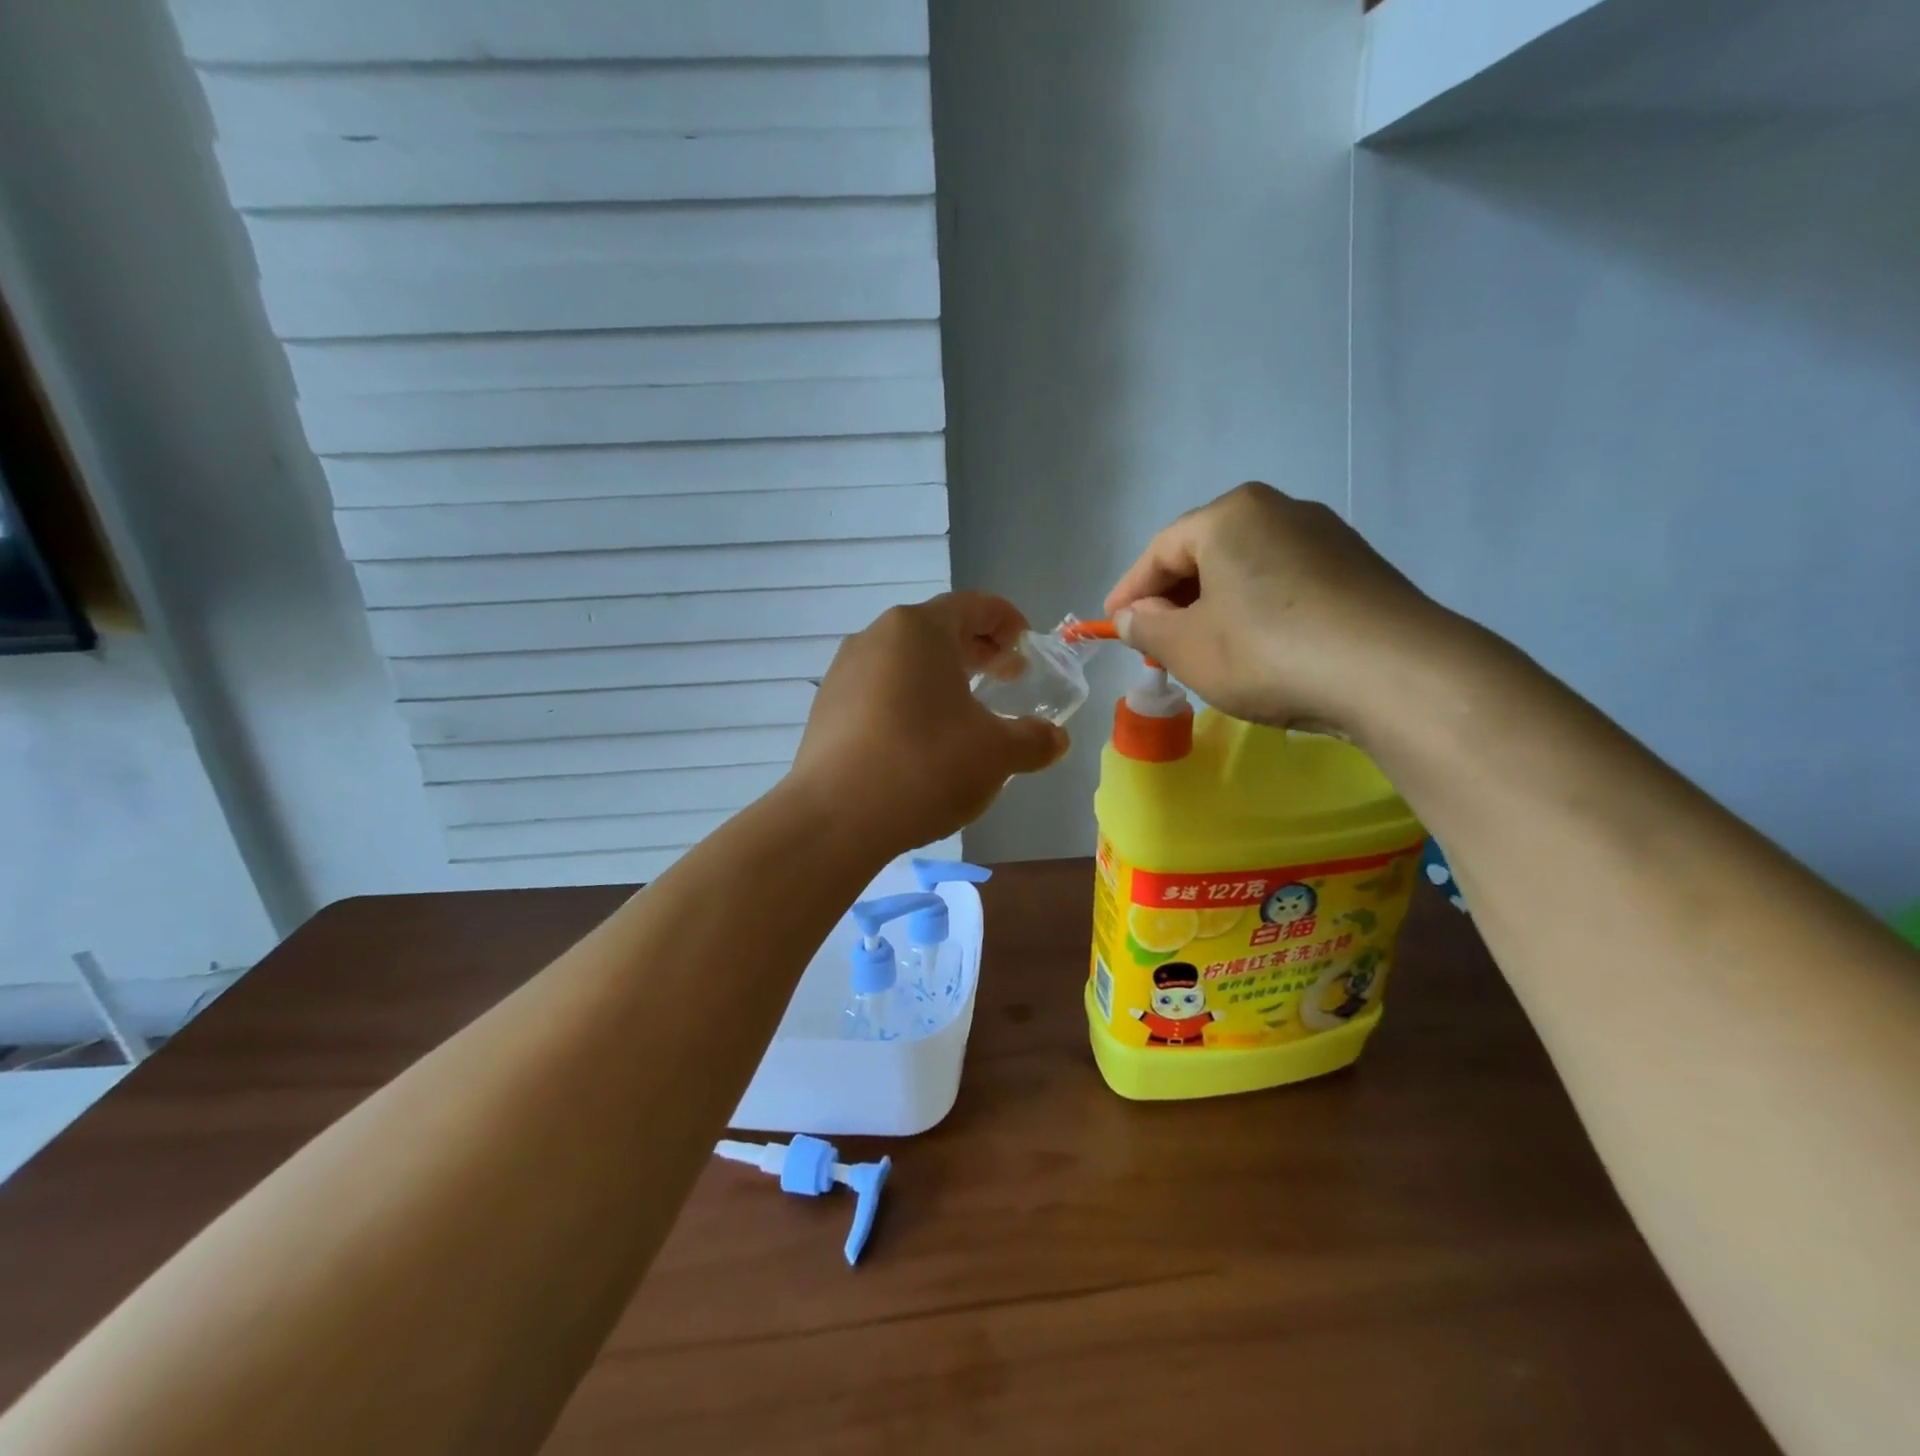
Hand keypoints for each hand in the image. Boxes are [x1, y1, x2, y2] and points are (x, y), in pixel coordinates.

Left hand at [789, 593, 1068, 853]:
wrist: (835, 818)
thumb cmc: (925, 766)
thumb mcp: (996, 754)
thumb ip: (1034, 741)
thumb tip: (1055, 740)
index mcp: (919, 630)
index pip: (973, 605)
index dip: (1007, 621)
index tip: (1027, 646)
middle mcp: (876, 638)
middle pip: (937, 631)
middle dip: (977, 651)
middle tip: (1006, 678)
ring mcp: (844, 672)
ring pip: (905, 662)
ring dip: (942, 678)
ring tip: (966, 713)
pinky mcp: (827, 709)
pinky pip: (879, 690)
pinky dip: (910, 701)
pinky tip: (922, 740)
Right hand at [1104, 483, 1458, 737]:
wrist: (1394, 673)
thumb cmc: (1268, 652)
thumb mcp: (1188, 648)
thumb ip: (1147, 629)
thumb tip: (1133, 617)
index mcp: (1229, 515)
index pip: (1160, 551)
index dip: (1129, 592)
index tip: (1111, 626)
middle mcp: (1279, 510)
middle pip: (1205, 555)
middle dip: (1173, 600)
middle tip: (1156, 643)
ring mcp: (1326, 536)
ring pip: (1246, 570)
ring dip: (1215, 607)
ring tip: (1204, 650)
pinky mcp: (1357, 569)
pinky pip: (1285, 585)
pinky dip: (1257, 612)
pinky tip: (1258, 649)